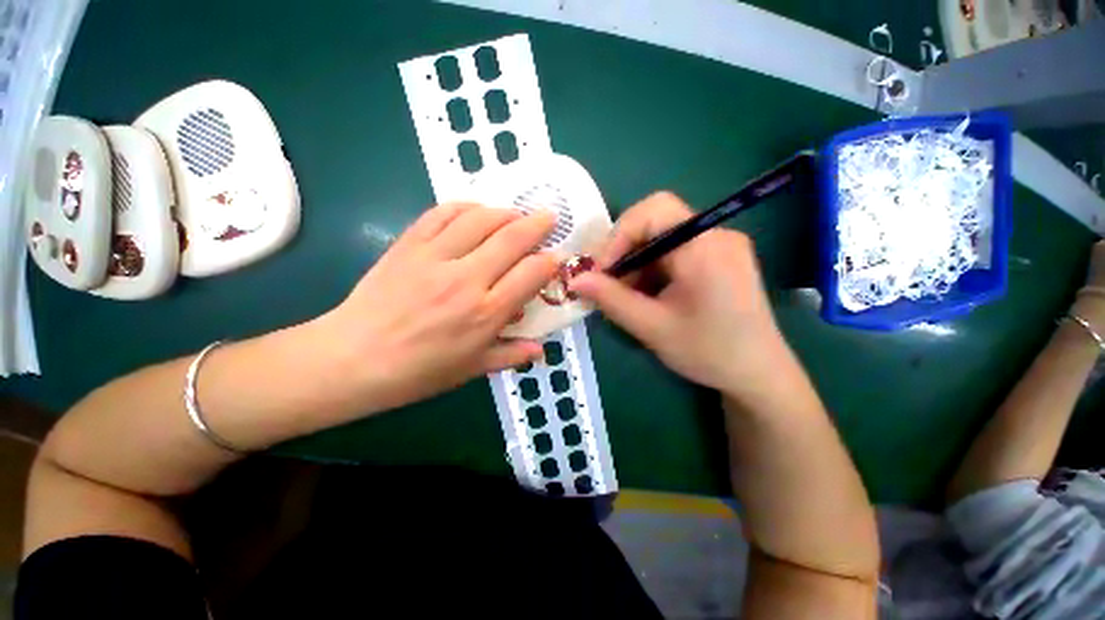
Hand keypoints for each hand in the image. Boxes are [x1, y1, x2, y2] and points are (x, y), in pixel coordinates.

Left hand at [323, 203, 558, 411]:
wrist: (352, 359)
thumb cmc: (418, 372)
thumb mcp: (471, 369)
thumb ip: (510, 355)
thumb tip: (542, 351)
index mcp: (485, 313)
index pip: (531, 274)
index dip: (550, 261)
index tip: (557, 256)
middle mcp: (466, 279)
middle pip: (512, 238)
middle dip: (538, 224)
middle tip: (549, 217)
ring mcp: (435, 258)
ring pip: (480, 219)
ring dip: (505, 211)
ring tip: (516, 213)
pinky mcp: (409, 245)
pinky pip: (442, 213)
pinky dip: (465, 206)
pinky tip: (476, 209)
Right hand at [569, 192, 787, 398]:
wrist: (760, 375)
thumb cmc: (710, 352)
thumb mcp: (653, 327)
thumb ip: (611, 299)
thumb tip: (574, 280)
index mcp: (705, 246)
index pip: (653, 210)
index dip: (618, 235)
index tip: (601, 271)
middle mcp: (716, 234)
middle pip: (655, 223)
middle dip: (624, 252)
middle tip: (608, 285)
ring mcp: (720, 245)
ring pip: (661, 239)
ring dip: (637, 265)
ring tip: (629, 298)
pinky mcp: (719, 258)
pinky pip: (675, 252)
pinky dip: (653, 270)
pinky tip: (649, 297)